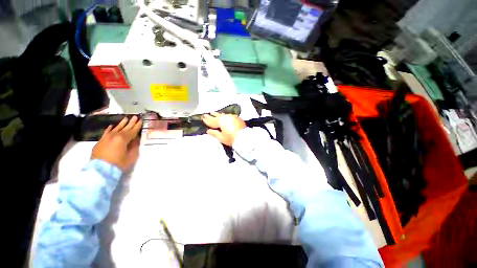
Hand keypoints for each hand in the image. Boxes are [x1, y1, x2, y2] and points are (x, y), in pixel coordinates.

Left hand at [91, 116, 142, 171]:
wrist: (100, 170)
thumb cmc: (118, 164)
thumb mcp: (131, 156)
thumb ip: (134, 146)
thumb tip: (135, 140)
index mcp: (123, 139)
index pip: (133, 131)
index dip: (137, 126)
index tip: (141, 120)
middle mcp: (114, 136)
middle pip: (125, 128)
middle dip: (131, 122)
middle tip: (135, 116)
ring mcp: (106, 138)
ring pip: (115, 128)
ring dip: (121, 123)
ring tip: (126, 118)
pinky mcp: (100, 141)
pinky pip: (106, 133)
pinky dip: (109, 129)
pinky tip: (112, 125)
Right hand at [202, 112, 245, 145]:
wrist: (244, 138)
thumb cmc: (231, 138)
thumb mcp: (221, 137)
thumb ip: (214, 133)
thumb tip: (208, 131)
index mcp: (221, 121)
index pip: (212, 121)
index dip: (207, 120)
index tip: (202, 118)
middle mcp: (226, 117)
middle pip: (217, 116)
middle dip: (211, 115)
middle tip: (206, 114)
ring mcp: (232, 117)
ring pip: (223, 115)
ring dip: (218, 114)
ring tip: (213, 112)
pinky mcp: (237, 118)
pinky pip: (229, 115)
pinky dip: (225, 115)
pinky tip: (224, 115)